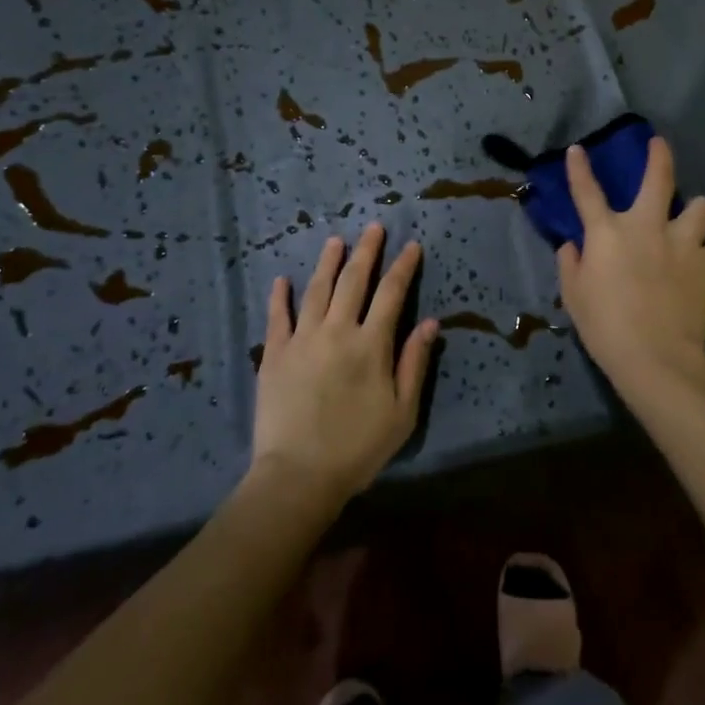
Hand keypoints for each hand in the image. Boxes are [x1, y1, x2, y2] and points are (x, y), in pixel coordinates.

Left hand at [251, 225, 438, 500]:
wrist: (298, 476)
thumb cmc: (357, 448)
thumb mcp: (402, 412)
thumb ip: (415, 363)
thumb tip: (431, 322)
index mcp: (371, 344)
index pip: (392, 293)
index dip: (403, 267)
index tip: (411, 246)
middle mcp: (337, 331)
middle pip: (354, 281)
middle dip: (367, 251)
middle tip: (373, 228)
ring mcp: (302, 339)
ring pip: (317, 290)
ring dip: (328, 262)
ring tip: (336, 241)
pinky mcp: (274, 355)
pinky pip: (277, 317)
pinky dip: (280, 296)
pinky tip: (283, 280)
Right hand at [556, 137, 704, 412]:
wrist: (656, 358)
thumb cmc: (606, 328)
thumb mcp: (575, 298)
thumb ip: (571, 266)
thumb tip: (571, 246)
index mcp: (608, 233)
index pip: (587, 192)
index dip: (579, 168)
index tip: (578, 149)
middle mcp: (648, 226)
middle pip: (658, 178)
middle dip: (659, 156)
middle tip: (660, 145)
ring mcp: (684, 242)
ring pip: (702, 207)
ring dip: (696, 213)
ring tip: (694, 225)